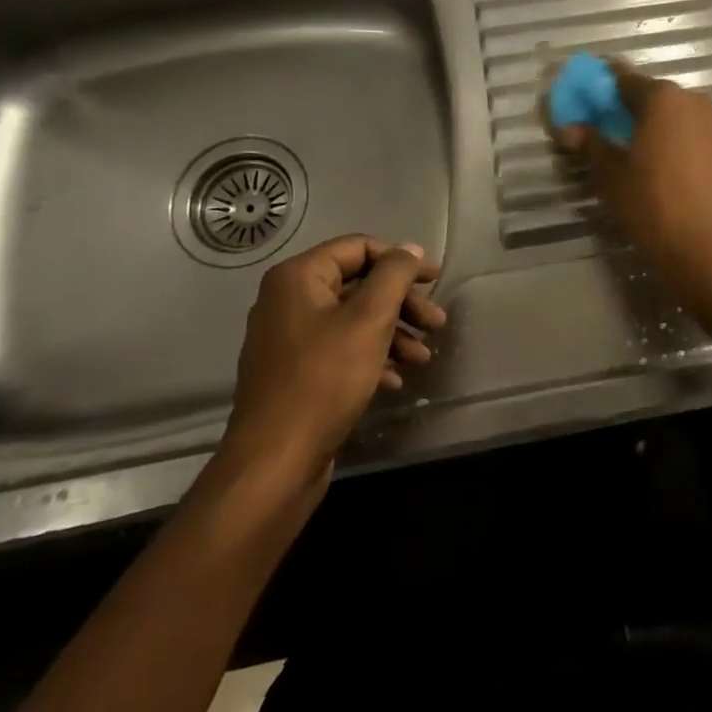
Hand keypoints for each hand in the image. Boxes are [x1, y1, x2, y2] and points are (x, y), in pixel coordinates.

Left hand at [216, 235, 445, 488]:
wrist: (274, 464)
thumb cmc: (324, 380)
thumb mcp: (369, 319)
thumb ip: (394, 275)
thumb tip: (410, 249)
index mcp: (298, 278)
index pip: (359, 247)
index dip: (401, 260)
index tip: (435, 280)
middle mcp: (288, 301)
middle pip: (359, 285)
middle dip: (402, 303)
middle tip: (437, 323)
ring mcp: (289, 339)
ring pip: (353, 320)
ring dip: (393, 333)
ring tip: (423, 358)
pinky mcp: (295, 374)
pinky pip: (340, 350)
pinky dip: (372, 358)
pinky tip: (396, 380)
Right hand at [548, 61, 711, 310]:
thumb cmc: (658, 211)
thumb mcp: (612, 180)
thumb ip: (591, 146)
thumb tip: (571, 128)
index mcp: (664, 100)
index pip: (626, 80)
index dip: (605, 91)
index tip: (593, 106)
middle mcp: (701, 104)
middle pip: (662, 100)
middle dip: (641, 115)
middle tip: (623, 143)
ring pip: (692, 123)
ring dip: (673, 136)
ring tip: (658, 169)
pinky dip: (699, 157)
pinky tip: (691, 188)